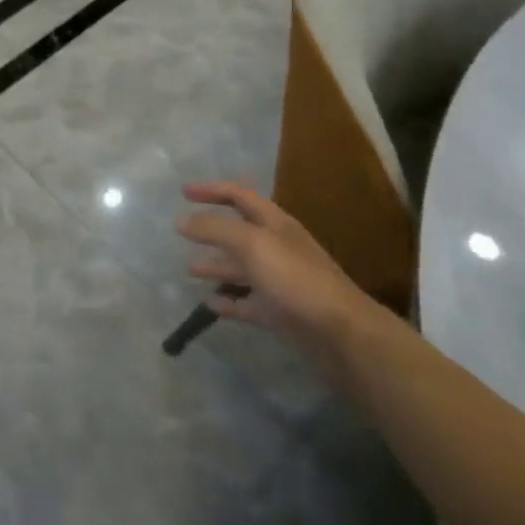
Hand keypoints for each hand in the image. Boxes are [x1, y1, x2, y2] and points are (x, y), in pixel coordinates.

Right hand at [177, 181, 380, 374]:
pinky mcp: (280, 313)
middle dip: (212, 230)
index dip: (211, 190)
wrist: (342, 333)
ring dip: (216, 266)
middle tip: (183, 232)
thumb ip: (215, 229)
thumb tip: (182, 221)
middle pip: (239, 232)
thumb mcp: (251, 244)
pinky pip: (248, 304)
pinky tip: (210, 304)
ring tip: (190, 270)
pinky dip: (229, 303)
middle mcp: (277, 247)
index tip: (183, 192)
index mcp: (274, 223)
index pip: (238, 195)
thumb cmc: (295, 277)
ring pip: (242, 269)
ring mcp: (280, 281)